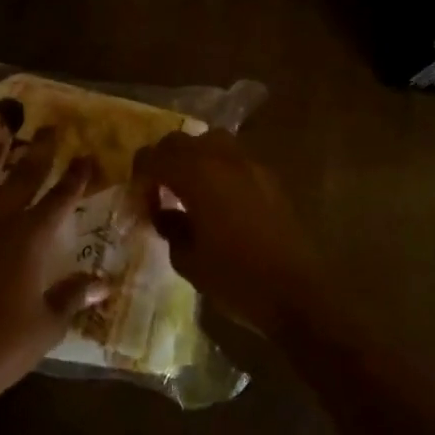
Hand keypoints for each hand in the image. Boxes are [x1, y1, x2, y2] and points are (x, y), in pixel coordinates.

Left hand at [0, 130, 107, 429]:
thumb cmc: (4, 345)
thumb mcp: (48, 323)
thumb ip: (74, 296)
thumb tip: (106, 282)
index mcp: (29, 241)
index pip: (59, 200)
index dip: (75, 178)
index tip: (86, 155)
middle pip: (21, 181)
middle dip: (38, 154)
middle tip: (48, 129)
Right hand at [132, 131, 321, 337]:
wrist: (298, 293)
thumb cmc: (236, 279)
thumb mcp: (188, 260)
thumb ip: (170, 228)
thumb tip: (163, 213)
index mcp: (197, 175)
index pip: (155, 156)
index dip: (140, 173)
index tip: (137, 196)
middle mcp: (223, 160)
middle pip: (182, 141)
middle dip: (164, 159)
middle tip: (157, 189)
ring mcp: (251, 166)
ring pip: (212, 141)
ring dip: (193, 157)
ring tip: (188, 187)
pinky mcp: (270, 179)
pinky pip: (235, 158)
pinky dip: (218, 167)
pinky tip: (217, 198)